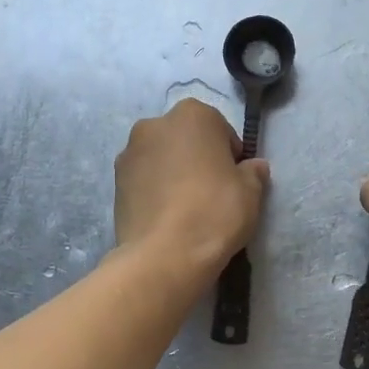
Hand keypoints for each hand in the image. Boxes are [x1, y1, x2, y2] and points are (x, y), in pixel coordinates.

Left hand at [114, 99, 269, 279]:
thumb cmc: (214, 211)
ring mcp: (129, 152)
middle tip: (211, 192)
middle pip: (185, 139)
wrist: (164, 255)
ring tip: (186, 208)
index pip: (220, 129)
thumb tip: (253, 166)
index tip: (234, 180)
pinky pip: (143, 180)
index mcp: (192, 114)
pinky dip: (154, 191)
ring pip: (161, 158)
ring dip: (173, 173)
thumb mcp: (251, 191)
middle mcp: (154, 124)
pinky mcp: (114, 182)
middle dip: (197, 159)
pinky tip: (167, 217)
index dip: (230, 155)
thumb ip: (253, 172)